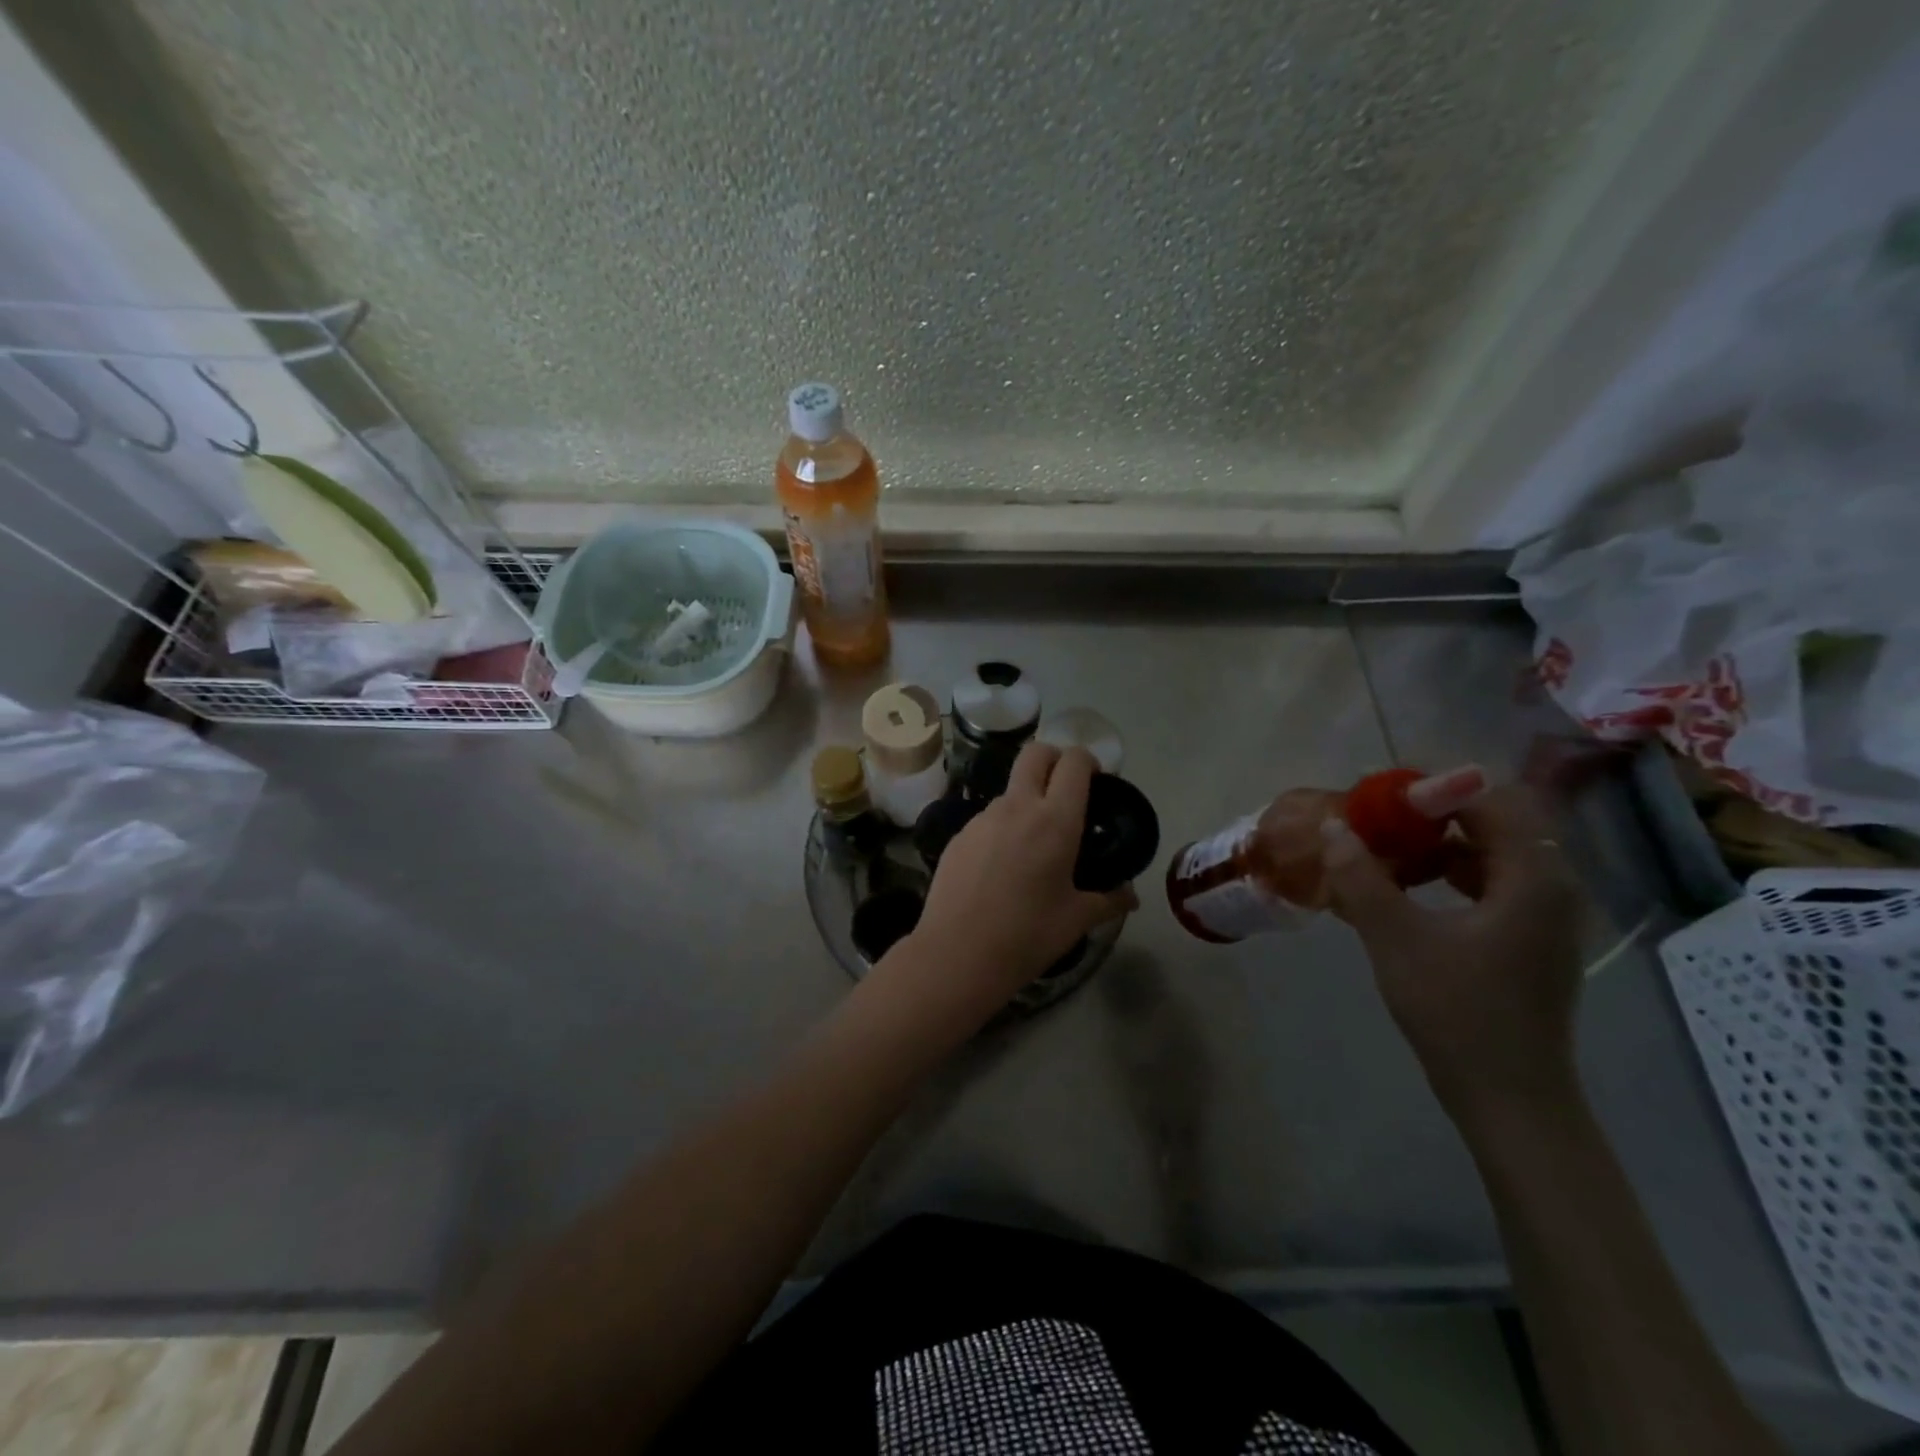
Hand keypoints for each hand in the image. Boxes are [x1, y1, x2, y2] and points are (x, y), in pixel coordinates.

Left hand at [891, 743, 1133, 1017]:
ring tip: (1034, 843)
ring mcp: (982, 818)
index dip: (1088, 761)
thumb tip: (1131, 897)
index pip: (1074, 762)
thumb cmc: (1027, 935)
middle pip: (1035, 753)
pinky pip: (988, 818)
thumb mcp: (1077, 919)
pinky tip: (1002, 866)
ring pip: (1010, 788)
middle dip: (1055, 758)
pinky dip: (1003, 827)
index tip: (1097, 782)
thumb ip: (1109, 900)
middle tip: (1067, 789)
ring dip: (1027, 798)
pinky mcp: (958, 835)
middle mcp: (1017, 807)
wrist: (956, 955)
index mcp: (1055, 820)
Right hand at [1320, 784, 1584, 1121]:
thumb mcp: (1396, 938)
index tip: (1379, 798)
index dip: (1432, 791)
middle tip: (1376, 821)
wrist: (1509, 1098)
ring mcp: (1544, 917)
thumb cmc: (1457, 1012)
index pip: (1489, 802)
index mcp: (1533, 879)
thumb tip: (1333, 826)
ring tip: (1384, 852)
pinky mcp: (1530, 941)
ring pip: (1490, 855)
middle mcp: (1551, 888)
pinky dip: (1448, 875)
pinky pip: (1490, 884)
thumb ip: (1362, 877)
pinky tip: (1406, 891)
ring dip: (1437, 846)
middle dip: (1431, 816)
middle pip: (1492, 824)